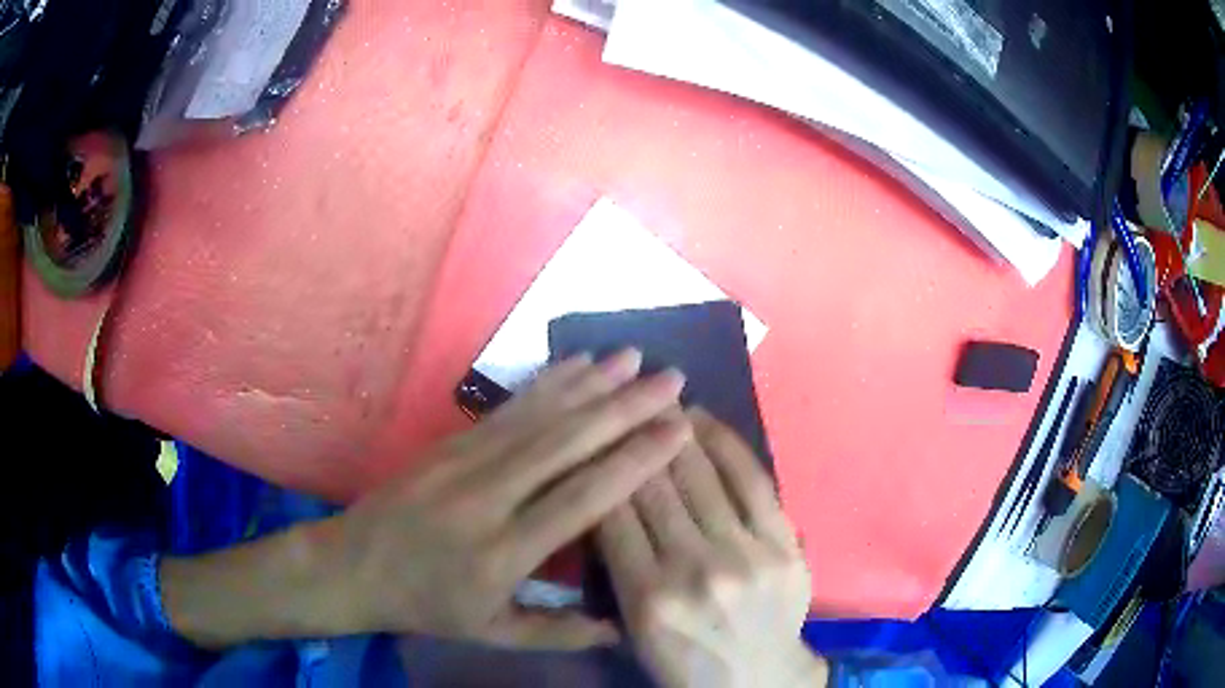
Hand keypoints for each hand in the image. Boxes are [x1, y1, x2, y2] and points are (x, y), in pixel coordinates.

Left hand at [163, 352, 690, 649]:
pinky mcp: (450, 443)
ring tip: (635, 357)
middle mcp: (489, 497)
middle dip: (626, 408)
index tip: (679, 430)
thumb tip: (623, 625)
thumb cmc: (427, 605)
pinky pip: (507, 408)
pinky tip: (576, 363)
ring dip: (591, 383)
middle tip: (673, 380)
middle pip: (567, 443)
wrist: (354, 566)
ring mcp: (465, 462)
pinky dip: (547, 382)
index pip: (583, 498)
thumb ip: (558, 631)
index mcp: (504, 553)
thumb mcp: (491, 632)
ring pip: (539, 415)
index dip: (635, 461)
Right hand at [597, 411, 827, 687]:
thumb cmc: (686, 661)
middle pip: (653, 490)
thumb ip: (620, 569)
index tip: (592, 436)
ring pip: (700, 476)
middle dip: (634, 440)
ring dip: (675, 432)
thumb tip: (609, 501)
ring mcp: (745, 554)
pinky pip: (752, 480)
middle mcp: (693, 571)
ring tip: (660, 402)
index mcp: (646, 599)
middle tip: (623, 403)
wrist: (758, 679)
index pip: (612, 516)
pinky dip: (726, 444)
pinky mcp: (783, 543)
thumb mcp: (635, 630)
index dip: (600, 468)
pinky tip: (706, 420)